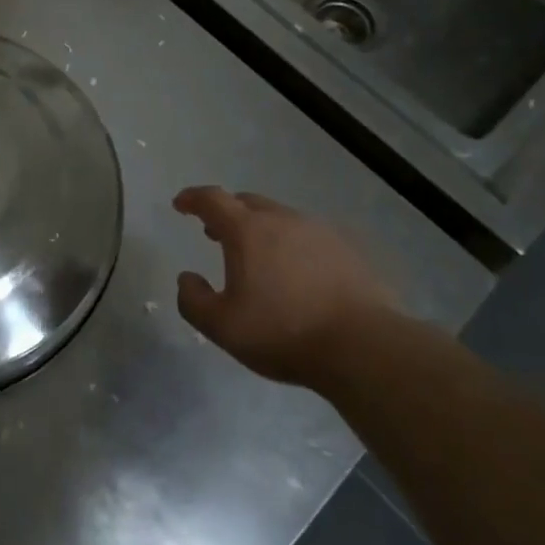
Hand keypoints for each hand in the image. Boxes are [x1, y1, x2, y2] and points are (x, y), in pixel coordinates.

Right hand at [173, 187, 395, 386]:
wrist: (363, 345)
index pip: (212, 200)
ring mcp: (318, 231)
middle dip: (227, 213)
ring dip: (260, 229)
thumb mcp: (222, 327)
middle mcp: (282, 219)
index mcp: (247, 230)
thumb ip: (194, 300)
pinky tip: (295, 273)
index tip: (180, 205)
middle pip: (247, 203)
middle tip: (215, 233)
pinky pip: (307, 237)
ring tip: (256, 256)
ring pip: (280, 218)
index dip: (192, 198)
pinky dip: (291, 245)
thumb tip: (187, 278)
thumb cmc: (284, 332)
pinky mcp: (346, 249)